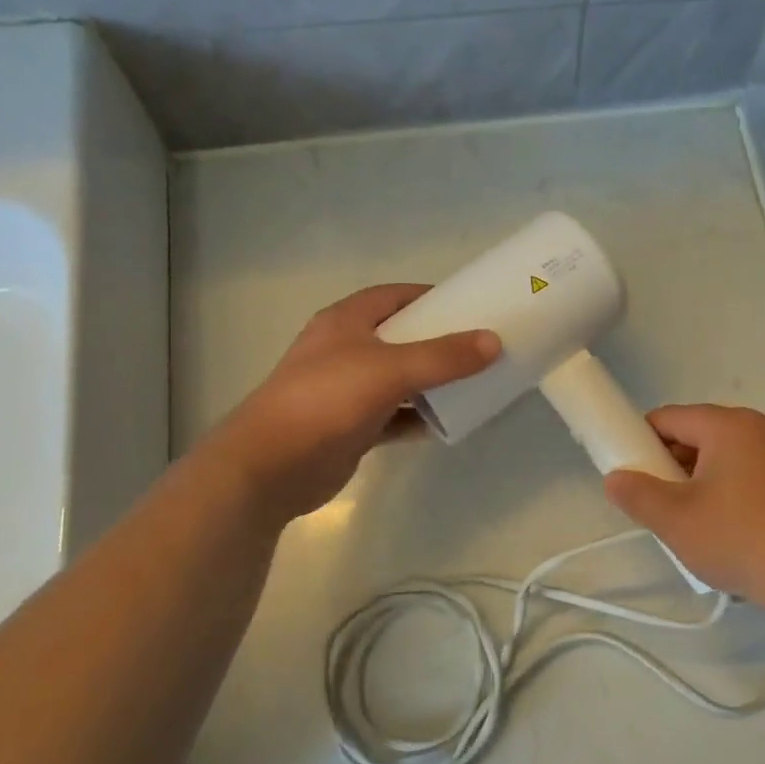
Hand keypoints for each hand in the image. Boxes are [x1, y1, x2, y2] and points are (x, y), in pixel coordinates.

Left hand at [202, 284, 498, 519]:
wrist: (271, 467)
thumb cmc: (326, 400)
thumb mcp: (389, 370)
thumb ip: (443, 356)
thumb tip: (493, 341)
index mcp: (345, 322)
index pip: (393, 296)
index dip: (429, 297)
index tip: (469, 305)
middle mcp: (344, 350)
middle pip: (400, 337)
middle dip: (437, 341)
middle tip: (479, 345)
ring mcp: (345, 390)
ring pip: (398, 379)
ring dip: (430, 381)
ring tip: (472, 382)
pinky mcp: (350, 427)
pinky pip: (393, 416)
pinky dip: (417, 417)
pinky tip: (445, 423)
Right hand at [603, 404, 764, 613]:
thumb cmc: (739, 538)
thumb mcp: (675, 520)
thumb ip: (637, 494)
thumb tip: (615, 479)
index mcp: (729, 424)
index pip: (670, 417)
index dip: (641, 440)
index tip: (630, 471)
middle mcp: (760, 427)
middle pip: (699, 434)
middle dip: (672, 463)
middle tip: (658, 502)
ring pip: (726, 455)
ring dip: (701, 479)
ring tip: (691, 520)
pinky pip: (752, 472)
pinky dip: (732, 489)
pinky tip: (728, 526)